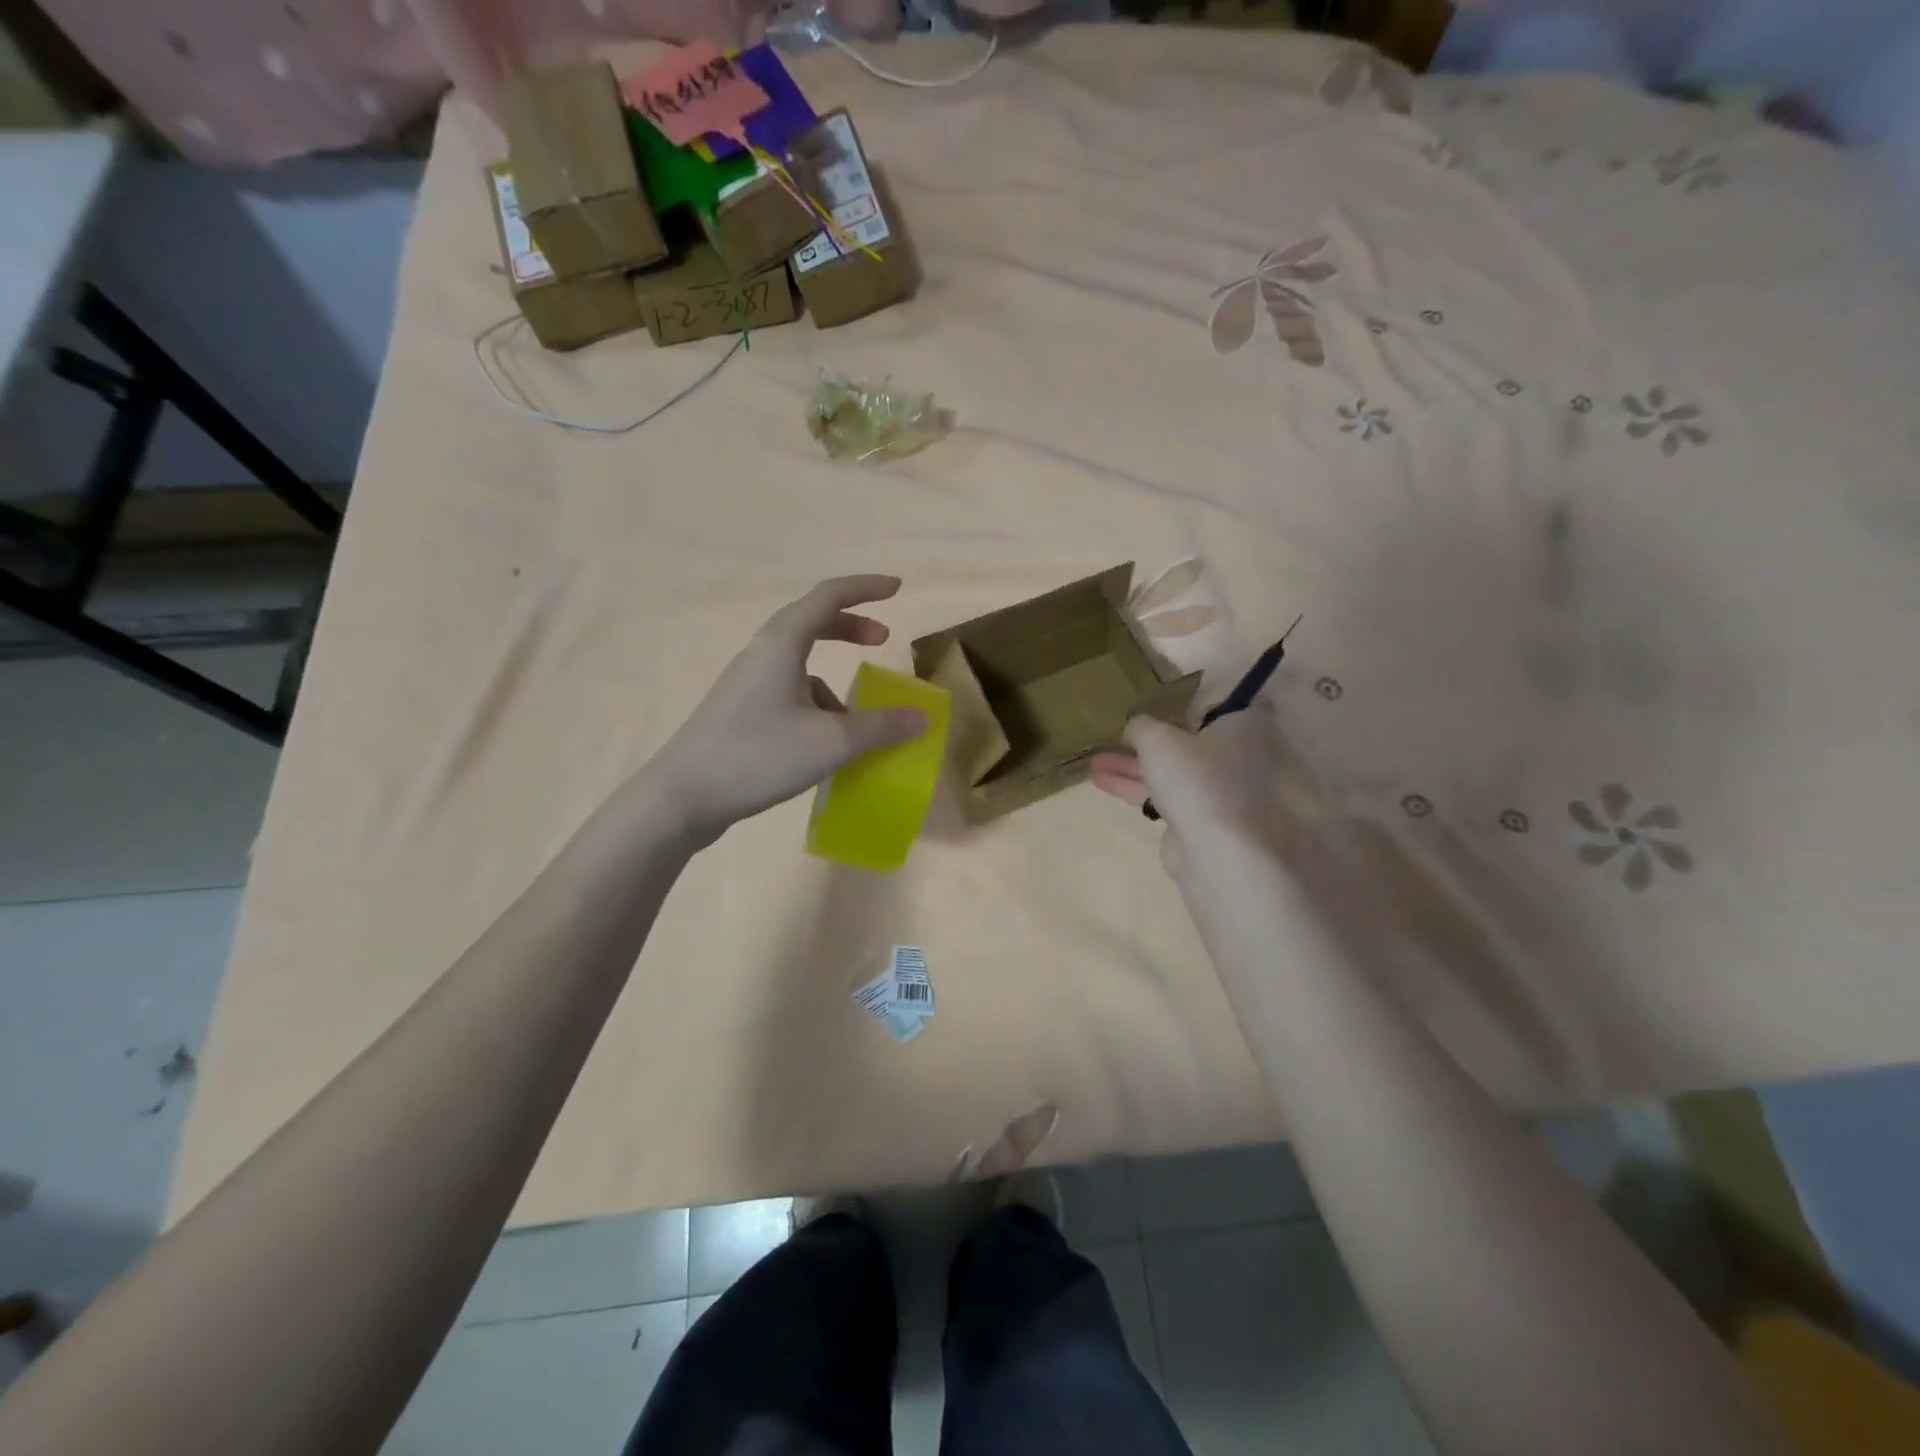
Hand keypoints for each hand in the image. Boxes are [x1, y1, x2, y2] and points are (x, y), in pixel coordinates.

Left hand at [653, 575, 929, 844]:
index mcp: (781, 644)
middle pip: (811, 623)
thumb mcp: (831, 742)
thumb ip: (880, 727)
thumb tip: (920, 717)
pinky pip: (788, 694)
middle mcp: (761, 655)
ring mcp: (746, 685)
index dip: (865, 588)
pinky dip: (815, 706)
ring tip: (856, 715)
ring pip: (799, 664)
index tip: (897, 588)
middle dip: (850, 627)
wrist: (682, 797)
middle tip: (882, 640)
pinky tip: (823, 745)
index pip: (828, 596)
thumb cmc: (758, 755)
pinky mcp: (740, 714)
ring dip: (834, 677)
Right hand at [1088, 699, 1328, 878]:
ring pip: (1172, 768)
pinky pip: (1165, 793)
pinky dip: (1137, 786)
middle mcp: (1238, 754)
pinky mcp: (1201, 816)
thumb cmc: (1195, 777)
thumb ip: (1141, 726)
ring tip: (1092, 759)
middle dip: (1149, 737)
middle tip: (1115, 732)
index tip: (1160, 702)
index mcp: (1243, 724)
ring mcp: (1220, 788)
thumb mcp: (1157, 738)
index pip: (1222, 701)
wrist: (1216, 849)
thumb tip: (1136, 727)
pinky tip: (1100, 779)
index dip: (1192, 700)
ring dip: (1133, 764)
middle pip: (1189, 738)